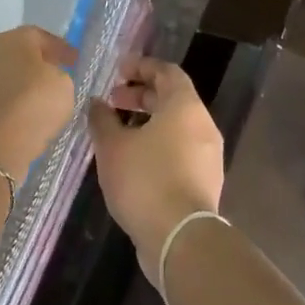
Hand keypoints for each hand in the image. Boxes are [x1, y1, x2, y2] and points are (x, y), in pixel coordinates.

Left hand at [0, 27, 78, 182]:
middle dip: (33, 62)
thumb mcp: (64, 86)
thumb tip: (48, 76)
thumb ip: (58, 74)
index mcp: (14, 37)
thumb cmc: (32, 106)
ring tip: (31, 98)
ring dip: (14, 82)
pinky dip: (1, 100)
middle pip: (15, 51)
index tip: (73, 61)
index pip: (40, 36)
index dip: (59, 49)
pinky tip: (13, 113)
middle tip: (51, 76)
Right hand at [87, 58, 224, 282]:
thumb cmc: (145, 180)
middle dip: (141, 95)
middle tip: (112, 100)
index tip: (117, 71)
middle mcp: (203, 126)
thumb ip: (102, 119)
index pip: (167, 72)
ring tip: (118, 132)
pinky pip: (180, 151)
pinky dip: (158, 145)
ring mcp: (208, 156)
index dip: (141, 67)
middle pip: (173, 99)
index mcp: (185, 107)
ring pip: (177, 127)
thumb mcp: (112, 147)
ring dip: (148, 122)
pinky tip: (133, 162)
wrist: (180, 238)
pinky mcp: (205, 182)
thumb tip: (96, 103)